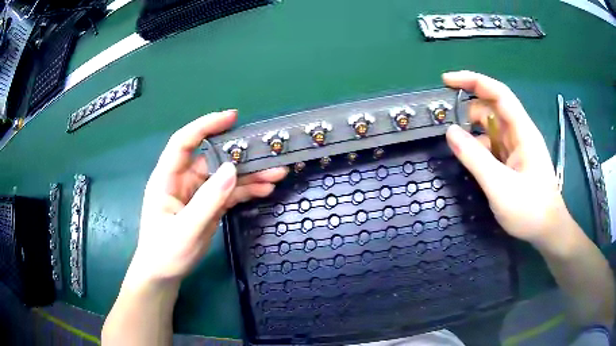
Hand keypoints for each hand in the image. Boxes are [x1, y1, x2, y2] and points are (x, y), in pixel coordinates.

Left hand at [127, 110, 286, 284]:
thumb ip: (208, 200)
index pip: (184, 142)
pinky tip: (265, 189)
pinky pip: (229, 193)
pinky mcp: (207, 206)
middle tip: (268, 153)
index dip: (205, 126)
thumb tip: (232, 169)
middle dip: (240, 156)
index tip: (231, 118)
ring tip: (276, 174)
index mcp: (167, 179)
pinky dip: (246, 191)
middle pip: (213, 159)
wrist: (163, 275)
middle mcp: (183, 181)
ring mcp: (197, 194)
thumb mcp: (186, 229)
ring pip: (225, 176)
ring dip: (249, 175)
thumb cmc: (165, 252)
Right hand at [443, 71, 567, 248]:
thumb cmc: (530, 210)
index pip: (498, 93)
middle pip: (492, 108)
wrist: (548, 231)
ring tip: (456, 145)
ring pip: (492, 128)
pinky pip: (493, 146)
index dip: (473, 81)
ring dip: (473, 131)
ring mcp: (517, 148)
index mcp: (522, 131)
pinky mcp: (514, 161)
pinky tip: (471, 161)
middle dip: (469, 109)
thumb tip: (450, 131)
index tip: (447, 81)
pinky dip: (479, 147)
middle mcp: (520, 134)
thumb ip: (475, 158)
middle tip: (447, 122)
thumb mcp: (500, 187)